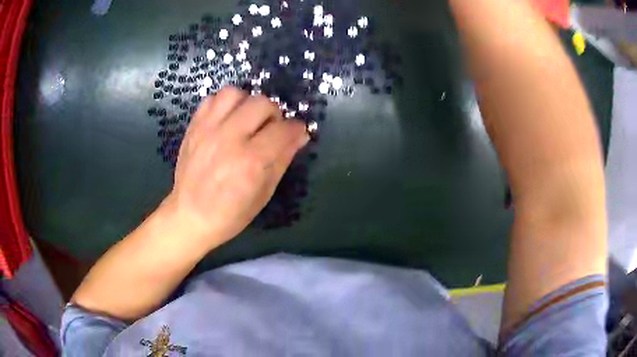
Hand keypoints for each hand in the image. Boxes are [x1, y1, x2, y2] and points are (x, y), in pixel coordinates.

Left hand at [163, 86, 308, 247]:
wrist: (190, 216)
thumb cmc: (231, 214)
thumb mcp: (264, 193)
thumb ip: (283, 159)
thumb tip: (300, 135)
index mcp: (250, 162)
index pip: (284, 129)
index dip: (296, 129)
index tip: (296, 134)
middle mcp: (229, 139)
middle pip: (261, 103)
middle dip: (274, 114)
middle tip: (270, 129)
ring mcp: (208, 130)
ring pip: (235, 93)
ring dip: (247, 103)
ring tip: (247, 120)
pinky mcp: (194, 127)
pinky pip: (212, 99)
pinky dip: (224, 104)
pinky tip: (227, 120)